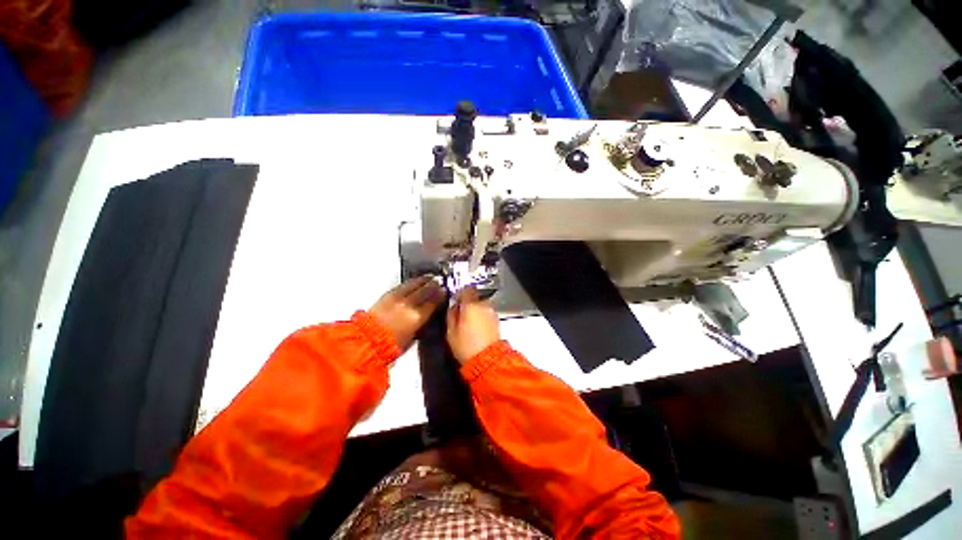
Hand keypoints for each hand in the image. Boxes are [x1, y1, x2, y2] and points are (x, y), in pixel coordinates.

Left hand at [370, 276, 445, 350]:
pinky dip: (411, 282)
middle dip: (433, 285)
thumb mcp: (413, 337)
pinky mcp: (388, 295)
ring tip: (429, 278)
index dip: (440, 295)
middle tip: (438, 282)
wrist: (368, 341)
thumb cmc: (391, 345)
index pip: (433, 301)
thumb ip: (421, 323)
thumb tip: (426, 315)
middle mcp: (409, 304)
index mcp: (417, 316)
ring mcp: (398, 297)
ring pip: (414, 284)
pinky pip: (403, 285)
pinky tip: (414, 282)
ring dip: (423, 280)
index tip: (444, 291)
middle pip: (425, 290)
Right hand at [446, 287, 500, 363]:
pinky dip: (481, 317)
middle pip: (474, 297)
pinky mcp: (496, 321)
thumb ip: (451, 315)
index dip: (460, 293)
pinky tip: (476, 329)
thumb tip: (453, 307)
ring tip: (468, 324)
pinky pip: (486, 314)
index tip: (455, 299)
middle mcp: (483, 305)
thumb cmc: (467, 347)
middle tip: (460, 314)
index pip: (466, 289)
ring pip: (481, 305)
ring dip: (475, 311)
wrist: (487, 360)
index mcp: (470, 305)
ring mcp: (491, 313)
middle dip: (467, 304)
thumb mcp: (450, 332)